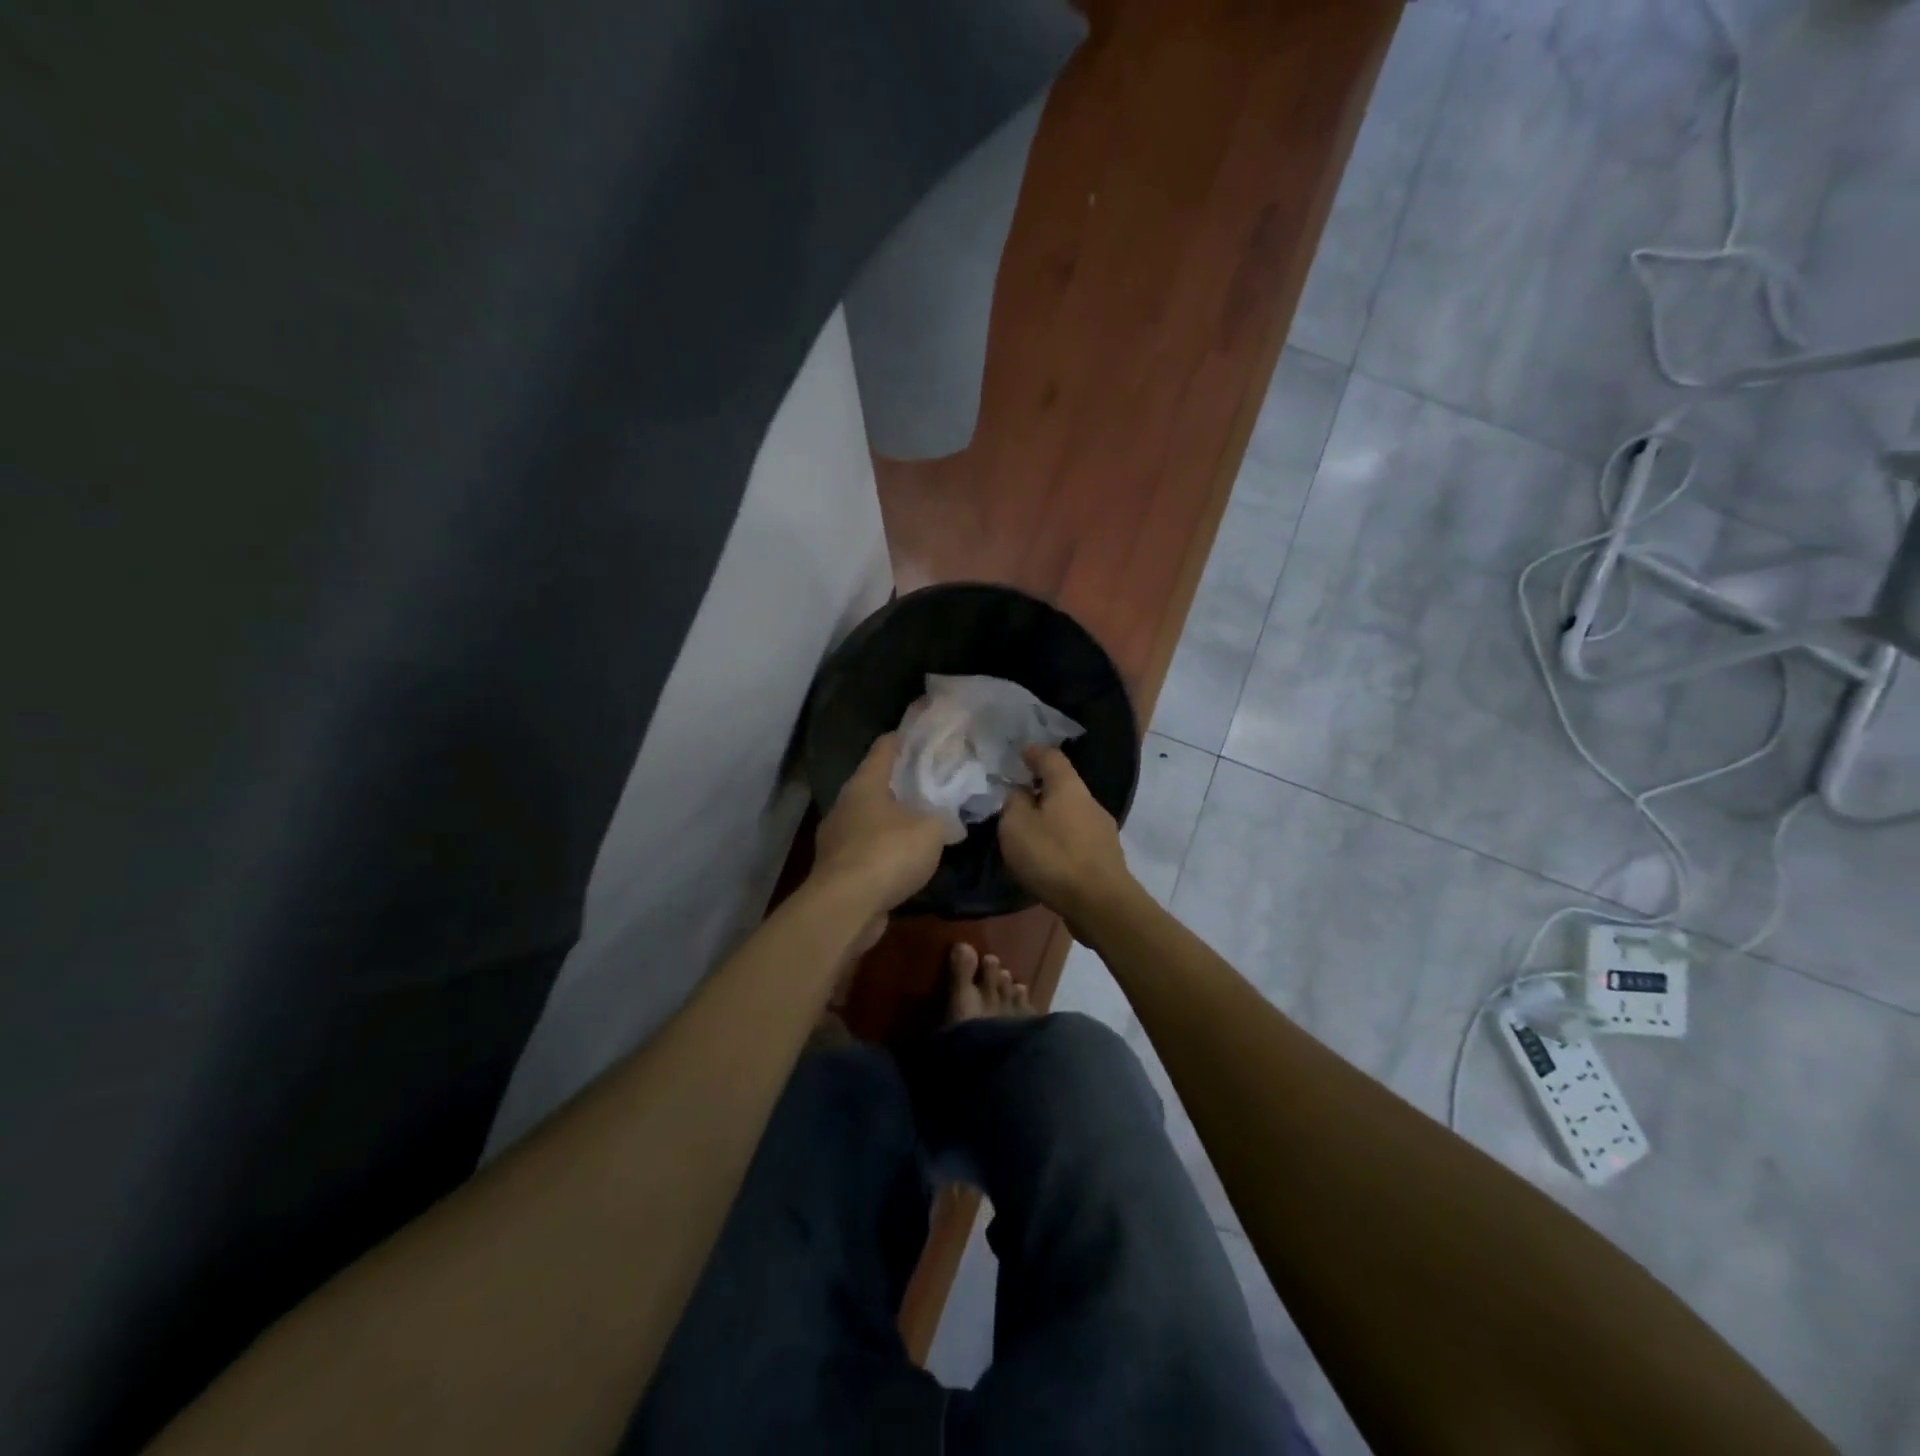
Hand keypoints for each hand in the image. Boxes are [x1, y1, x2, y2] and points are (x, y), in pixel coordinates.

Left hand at [812, 734, 946, 917]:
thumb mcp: (931, 829)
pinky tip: (906, 858)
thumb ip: (943, 816)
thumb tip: (949, 819)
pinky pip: (867, 848)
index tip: (926, 736)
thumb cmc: (888, 853)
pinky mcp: (838, 868)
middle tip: (934, 781)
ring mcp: (837, 838)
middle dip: (902, 781)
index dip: (905, 738)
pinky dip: (885, 849)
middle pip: (875, 783)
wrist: (846, 908)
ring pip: (870, 818)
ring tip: (923, 820)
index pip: (885, 747)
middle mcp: (845, 804)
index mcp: (865, 783)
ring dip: (893, 818)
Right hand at [997, 746, 1134, 921]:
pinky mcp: (1105, 856)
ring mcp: (1102, 830)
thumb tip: (1020, 792)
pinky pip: (1077, 837)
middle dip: (1042, 788)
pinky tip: (1049, 854)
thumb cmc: (1053, 858)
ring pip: (1072, 813)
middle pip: (1064, 786)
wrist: (1100, 904)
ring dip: (1052, 816)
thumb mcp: (1016, 826)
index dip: (1034, 752)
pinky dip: (1061, 838)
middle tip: (1018, 795)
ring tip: (1031, 829)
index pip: (1051, 757)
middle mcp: (1090, 802)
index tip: (1020, 752)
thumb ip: (1014, 803)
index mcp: (1068, 787)